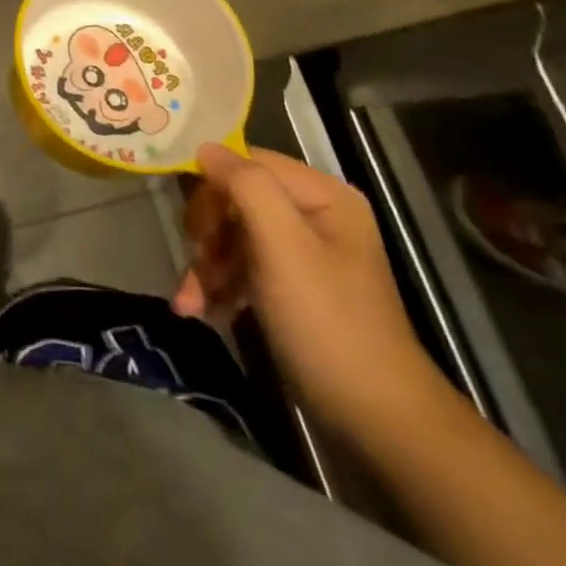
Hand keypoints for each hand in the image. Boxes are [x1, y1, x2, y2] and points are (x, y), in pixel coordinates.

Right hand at [173, 143, 442, 433]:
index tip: (195, 230)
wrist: (374, 419)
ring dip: (205, 265)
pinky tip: (201, 310)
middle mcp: (313, 214)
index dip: (212, 188)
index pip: (246, 162)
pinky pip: (240, 265)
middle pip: (234, 199)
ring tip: (191, 302)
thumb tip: (204, 147)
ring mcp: (301, 251)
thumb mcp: (283, 246)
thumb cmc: (327, 322)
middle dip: (207, 234)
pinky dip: (217, 285)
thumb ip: (245, 186)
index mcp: (322, 195)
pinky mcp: (289, 284)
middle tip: (197, 266)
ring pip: (230, 234)